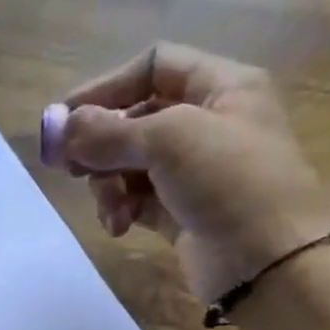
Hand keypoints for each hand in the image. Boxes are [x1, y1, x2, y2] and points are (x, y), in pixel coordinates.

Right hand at [40, 43, 329, 304]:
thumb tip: (58, 127)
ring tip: (109, 206)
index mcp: (221, 87)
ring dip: (107, 183)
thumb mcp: (169, 140)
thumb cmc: (231, 182)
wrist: (271, 263)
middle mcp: (208, 123)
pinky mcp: (181, 211)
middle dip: (100, 143)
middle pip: (134, 118)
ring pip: (129, 162)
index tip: (64, 118)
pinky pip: (135, 198)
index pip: (153, 66)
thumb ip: (108, 131)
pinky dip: (120, 208)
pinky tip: (118, 225)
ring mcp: (194, 170)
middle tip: (67, 166)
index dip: (106, 87)